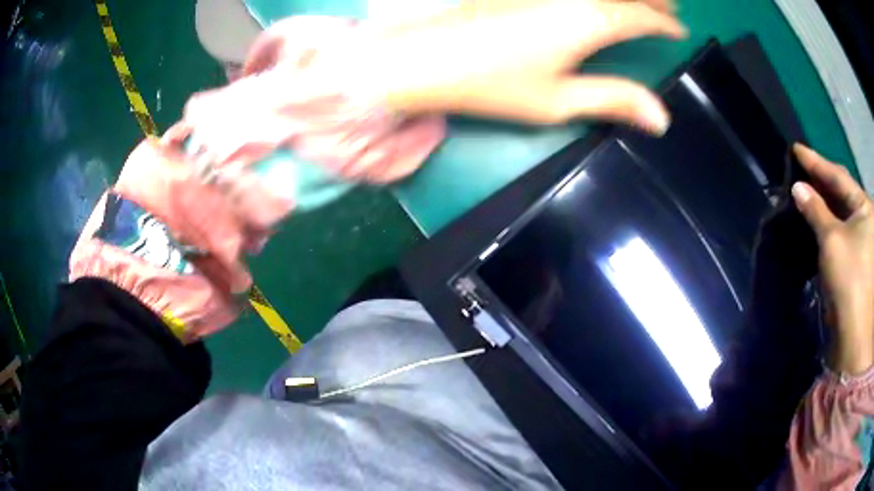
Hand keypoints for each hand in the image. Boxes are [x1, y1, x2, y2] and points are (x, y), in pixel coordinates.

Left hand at [370, 0, 686, 132]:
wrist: (424, 58)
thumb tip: (662, 118)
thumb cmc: (492, 83)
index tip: (680, 30)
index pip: (642, 16)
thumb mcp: (558, 100)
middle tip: (670, 7)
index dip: (665, 23)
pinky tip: (596, 0)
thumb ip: (613, 99)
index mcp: (590, 20)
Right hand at [791, 144, 873, 374]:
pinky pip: (843, 229)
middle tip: (801, 168)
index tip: (796, 149)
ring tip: (807, 189)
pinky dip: (829, 221)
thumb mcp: (832, 240)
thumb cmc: (849, 279)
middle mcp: (866, 218)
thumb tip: (798, 188)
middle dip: (822, 180)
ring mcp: (863, 239)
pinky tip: (818, 216)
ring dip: (825, 201)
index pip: (839, 176)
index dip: (816, 162)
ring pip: (842, 211)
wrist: (855, 333)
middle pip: (843, 191)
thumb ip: (816, 210)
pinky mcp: (857, 258)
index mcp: (865, 207)